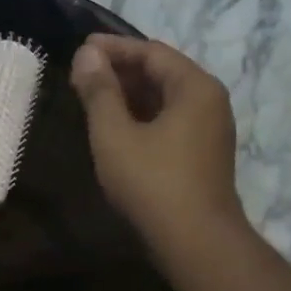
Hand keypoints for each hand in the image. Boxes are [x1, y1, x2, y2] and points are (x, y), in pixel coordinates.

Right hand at [69, 35, 242, 258]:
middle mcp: (209, 101)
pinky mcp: (203, 156)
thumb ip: (99, 92)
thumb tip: (86, 55)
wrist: (195, 242)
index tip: (80, 48)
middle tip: (82, 75)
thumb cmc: (152, 183)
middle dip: (121, 71)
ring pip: (165, 101)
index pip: (151, 52)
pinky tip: (117, 129)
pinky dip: (142, 119)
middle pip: (162, 73)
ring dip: (129, 96)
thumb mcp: (115, 135)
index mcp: (194, 87)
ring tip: (93, 99)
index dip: (113, 48)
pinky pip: (170, 123)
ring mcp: (210, 131)